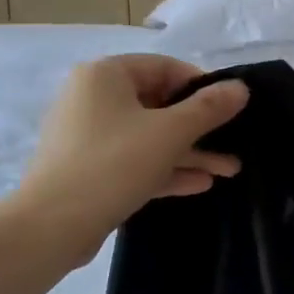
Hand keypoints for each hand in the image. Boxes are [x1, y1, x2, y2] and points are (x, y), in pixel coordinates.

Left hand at [19, 56, 248, 260]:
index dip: (201, 86)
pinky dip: (165, 168)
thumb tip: (241, 87)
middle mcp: (93, 98)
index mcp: (106, 75)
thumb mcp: (170, 133)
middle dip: (200, 128)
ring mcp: (88, 136)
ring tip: (229, 170)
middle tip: (235, 144)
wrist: (52, 226)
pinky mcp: (89, 169)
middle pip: (158, 104)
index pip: (164, 67)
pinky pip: (134, 160)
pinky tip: (201, 184)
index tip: (230, 108)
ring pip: (149, 137)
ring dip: (189, 152)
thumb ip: (209, 108)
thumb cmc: (114, 164)